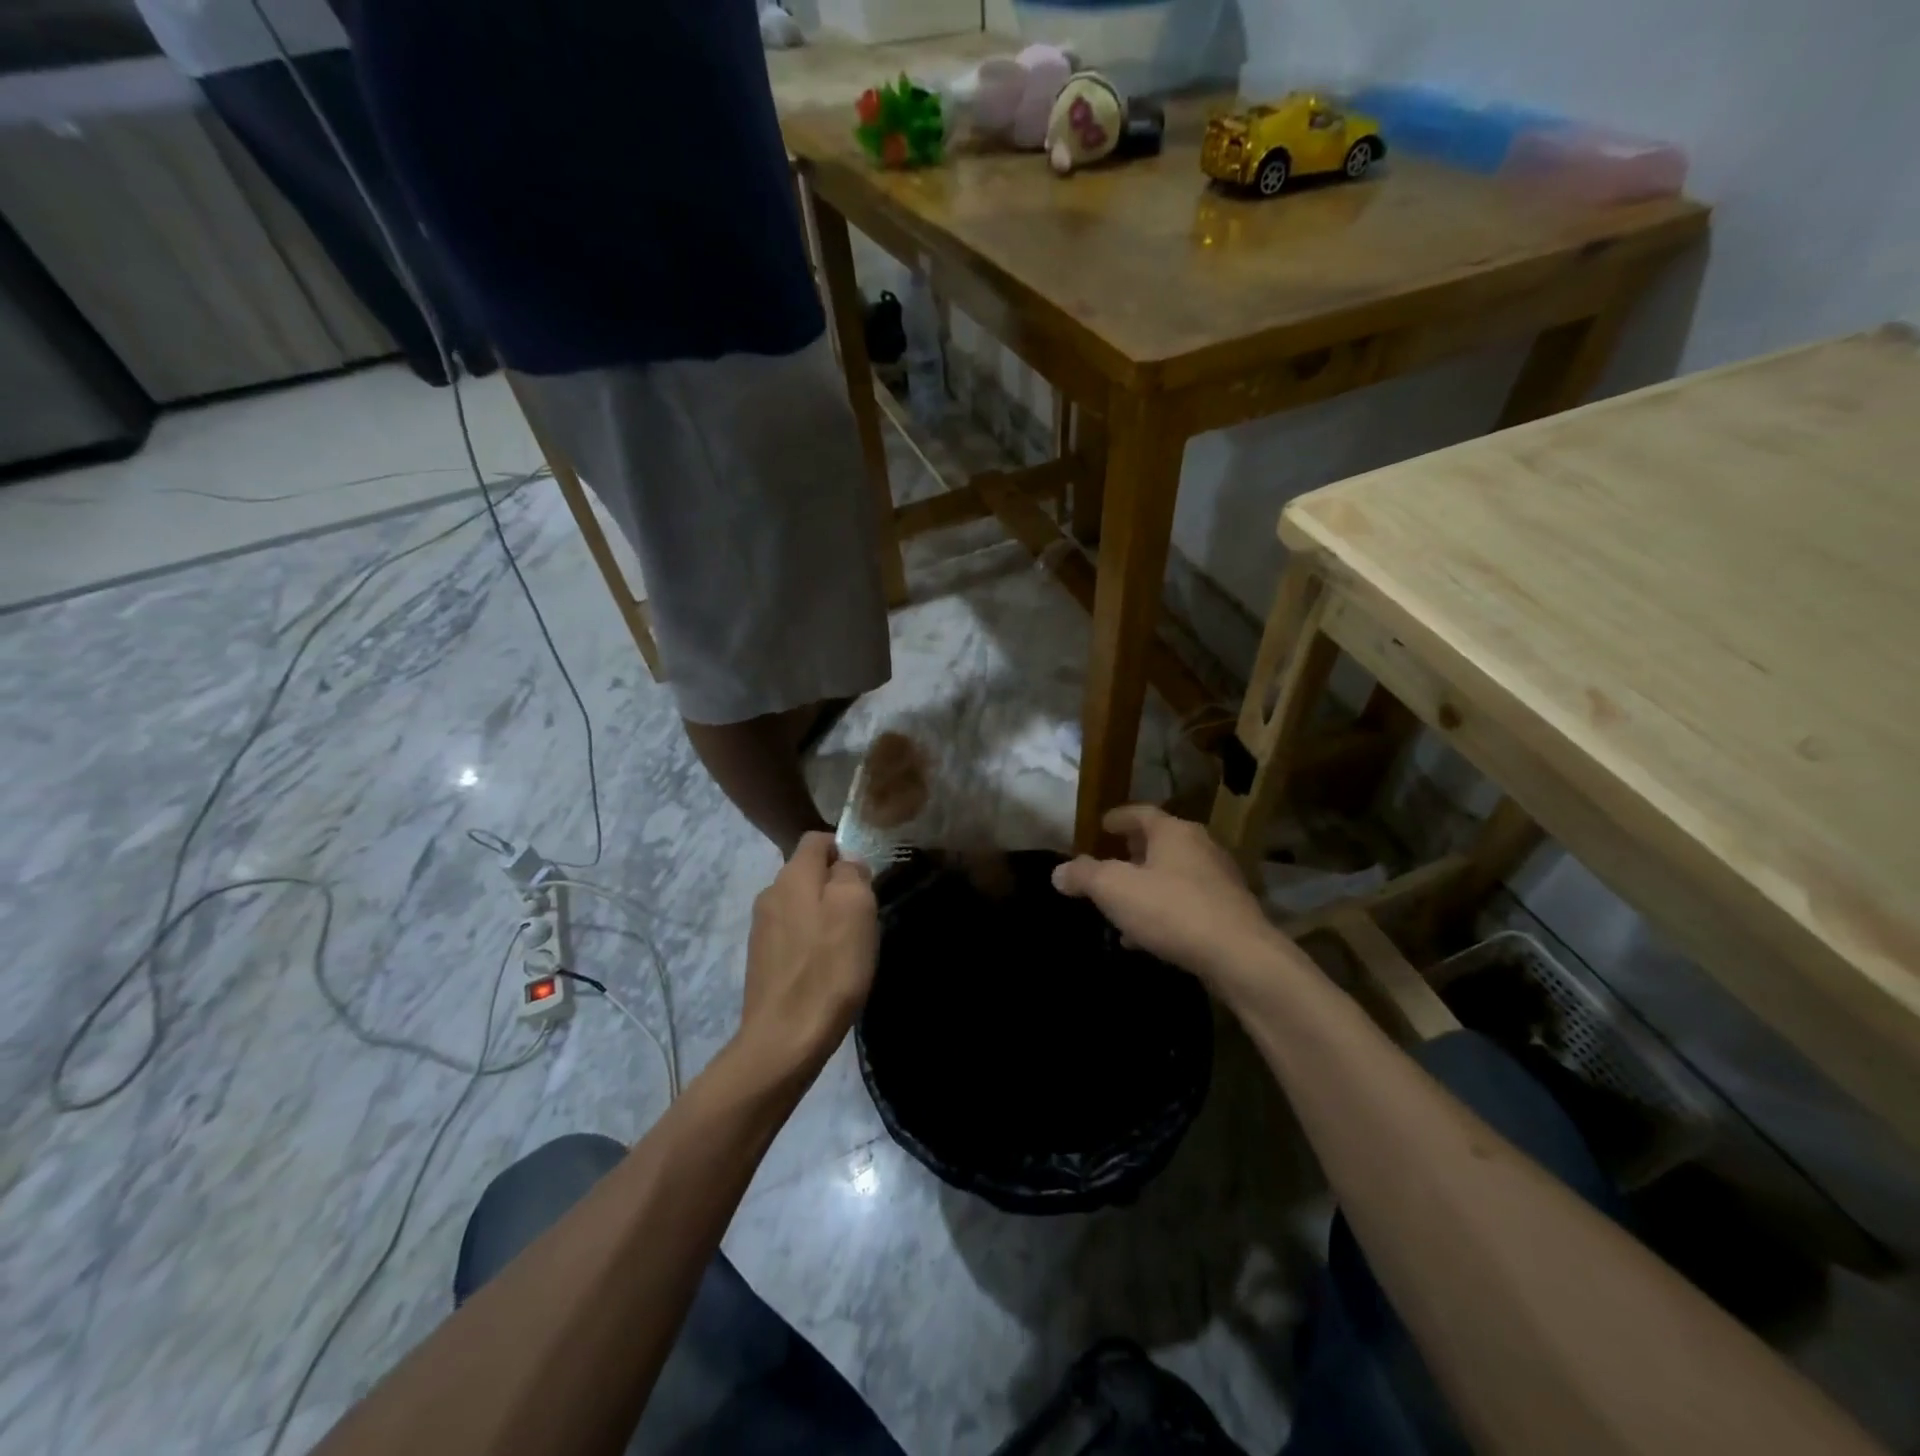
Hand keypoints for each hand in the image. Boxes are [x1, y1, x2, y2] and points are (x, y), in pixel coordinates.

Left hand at [739, 832, 878, 1072]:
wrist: (785, 1038)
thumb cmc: (829, 968)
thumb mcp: (856, 908)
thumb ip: (851, 873)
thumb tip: (847, 863)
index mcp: (792, 875)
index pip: (817, 839)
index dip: (844, 850)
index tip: (865, 879)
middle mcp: (770, 893)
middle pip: (808, 872)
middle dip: (836, 885)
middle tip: (862, 916)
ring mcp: (761, 928)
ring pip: (800, 904)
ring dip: (824, 915)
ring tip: (846, 946)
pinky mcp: (761, 959)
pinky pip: (792, 934)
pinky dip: (810, 941)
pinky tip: (825, 968)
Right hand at [1052, 805, 1281, 996]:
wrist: (1239, 957)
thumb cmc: (1172, 910)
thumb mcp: (1114, 889)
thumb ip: (1084, 876)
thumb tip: (1059, 872)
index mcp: (1174, 832)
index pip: (1141, 813)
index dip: (1118, 818)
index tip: (1101, 826)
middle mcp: (1201, 847)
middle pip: (1161, 841)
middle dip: (1133, 851)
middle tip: (1111, 860)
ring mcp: (1220, 880)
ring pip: (1174, 874)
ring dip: (1148, 884)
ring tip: (1123, 904)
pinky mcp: (1230, 912)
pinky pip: (1188, 902)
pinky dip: (1165, 909)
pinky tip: (1148, 935)